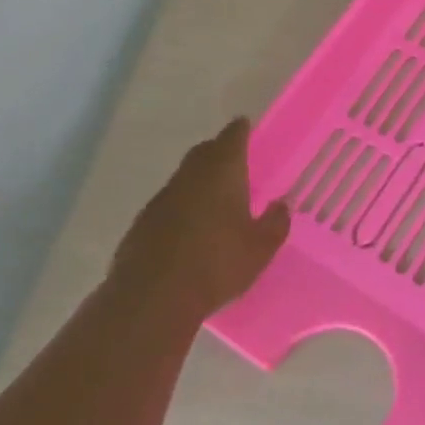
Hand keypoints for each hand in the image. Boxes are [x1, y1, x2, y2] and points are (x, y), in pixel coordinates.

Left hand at [112, 118, 289, 319]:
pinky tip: (193, 227)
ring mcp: (162, 198)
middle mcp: (190, 176)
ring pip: (186, 177)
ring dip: (201, 179)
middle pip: (205, 151)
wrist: (152, 298)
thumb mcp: (260, 249)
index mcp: (222, 172)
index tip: (246, 126)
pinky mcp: (143, 222)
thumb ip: (275, 223)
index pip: (232, 137)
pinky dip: (184, 204)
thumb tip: (281, 205)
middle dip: (220, 151)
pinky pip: (170, 202)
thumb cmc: (216, 265)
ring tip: (218, 196)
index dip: (241, 130)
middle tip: (237, 160)